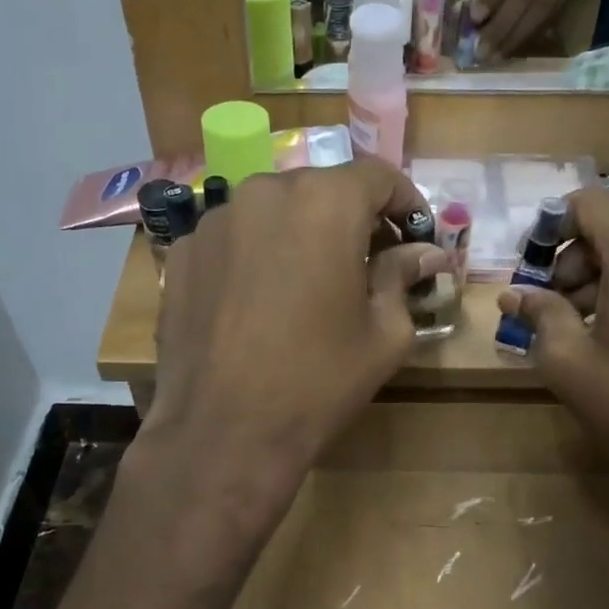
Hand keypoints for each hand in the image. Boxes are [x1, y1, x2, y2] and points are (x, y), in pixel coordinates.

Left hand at [142, 157, 443, 518]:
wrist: (223, 432)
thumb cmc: (318, 382)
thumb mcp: (383, 334)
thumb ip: (404, 278)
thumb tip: (426, 253)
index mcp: (325, 203)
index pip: (377, 176)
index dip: (404, 203)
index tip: (415, 236)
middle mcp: (264, 193)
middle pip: (321, 190)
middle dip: (351, 219)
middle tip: (367, 264)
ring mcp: (214, 221)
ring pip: (272, 211)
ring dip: (299, 235)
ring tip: (308, 285)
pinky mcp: (181, 254)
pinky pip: (233, 240)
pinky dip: (255, 256)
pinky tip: (259, 303)